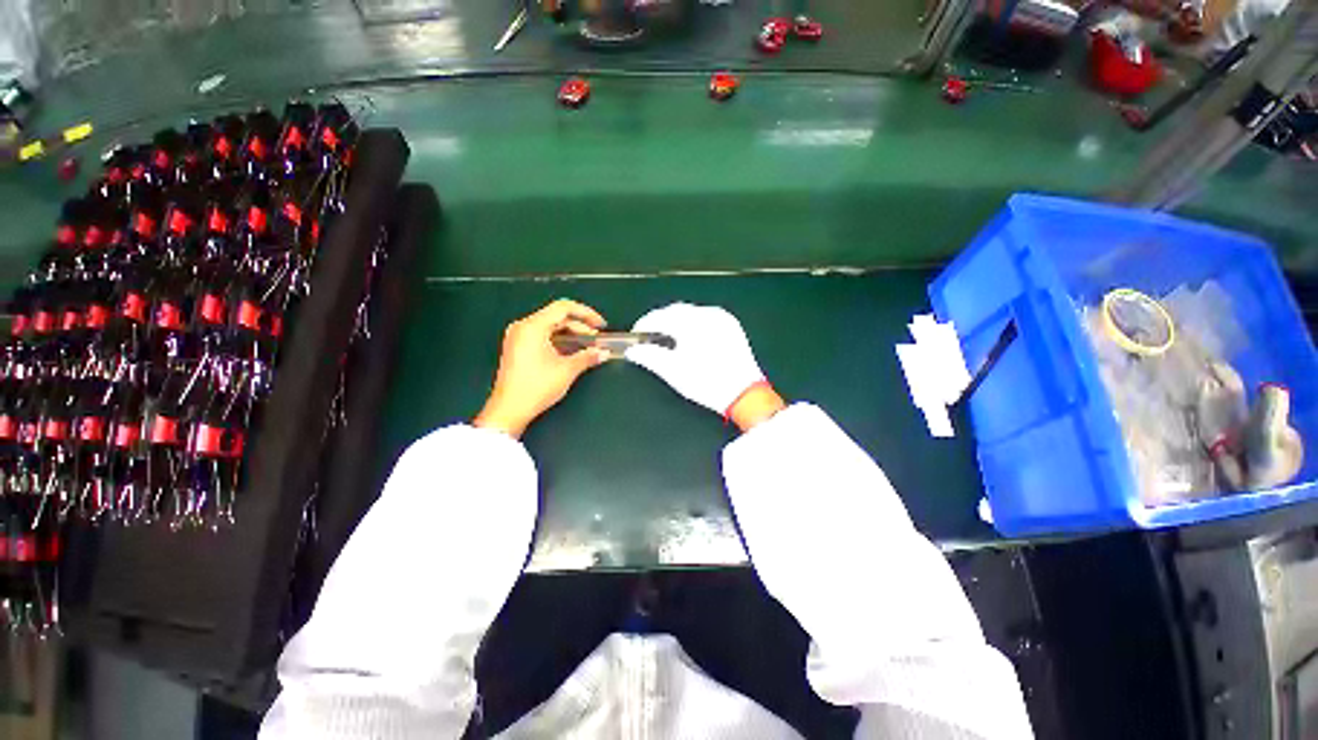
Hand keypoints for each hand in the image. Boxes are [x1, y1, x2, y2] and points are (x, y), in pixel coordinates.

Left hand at [474, 299, 610, 438]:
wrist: (510, 410)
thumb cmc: (537, 387)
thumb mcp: (567, 370)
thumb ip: (588, 357)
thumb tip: (603, 353)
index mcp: (533, 326)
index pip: (563, 308)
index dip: (586, 313)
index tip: (600, 325)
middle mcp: (523, 327)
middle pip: (557, 317)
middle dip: (580, 327)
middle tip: (596, 340)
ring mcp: (518, 337)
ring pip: (550, 327)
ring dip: (571, 335)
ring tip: (587, 347)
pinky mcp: (517, 348)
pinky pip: (542, 336)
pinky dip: (559, 341)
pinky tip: (572, 352)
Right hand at [625, 303, 784, 430]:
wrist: (745, 394)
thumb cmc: (707, 383)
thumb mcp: (674, 372)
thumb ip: (650, 357)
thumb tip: (632, 350)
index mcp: (693, 323)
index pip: (661, 316)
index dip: (645, 324)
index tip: (635, 334)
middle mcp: (708, 314)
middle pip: (676, 311)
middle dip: (660, 321)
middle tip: (648, 336)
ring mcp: (722, 318)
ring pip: (691, 312)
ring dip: (676, 321)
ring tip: (666, 337)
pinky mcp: (731, 325)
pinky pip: (705, 317)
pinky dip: (692, 323)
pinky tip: (688, 336)